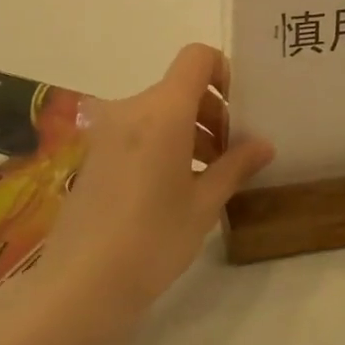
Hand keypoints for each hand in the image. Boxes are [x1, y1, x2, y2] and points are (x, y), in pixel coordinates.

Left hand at [39, 44, 272, 330]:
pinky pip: (139, 131)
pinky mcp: (94, 154)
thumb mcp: (204, 204)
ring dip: (189, 130)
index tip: (240, 113)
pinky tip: (176, 187)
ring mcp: (107, 132)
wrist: (80, 286)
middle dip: (212, 112)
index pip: (197, 58)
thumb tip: (263, 145)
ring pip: (160, 111)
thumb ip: (235, 165)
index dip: (224, 74)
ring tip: (209, 176)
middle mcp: (131, 109)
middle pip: (180, 87)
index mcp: (163, 111)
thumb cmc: (152, 241)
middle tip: (232, 155)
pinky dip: (164, 144)